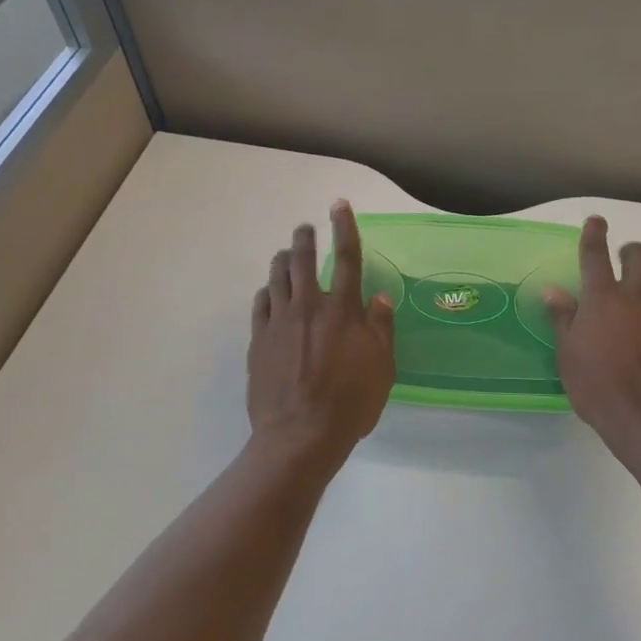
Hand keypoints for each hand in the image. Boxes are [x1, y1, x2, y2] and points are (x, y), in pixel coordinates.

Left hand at [248, 201, 396, 468]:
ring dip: (282, 260)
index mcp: (342, 310)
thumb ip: (380, 328)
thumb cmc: (350, 403)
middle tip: (305, 229)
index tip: (338, 205)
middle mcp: (309, 306)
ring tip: (286, 255)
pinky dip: (266, 292)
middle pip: (303, 259)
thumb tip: (377, 297)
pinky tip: (268, 293)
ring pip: (277, 277)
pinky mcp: (258, 340)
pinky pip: (259, 304)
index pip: (347, 257)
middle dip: (304, 238)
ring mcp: (279, 322)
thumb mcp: (382, 368)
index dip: (344, 227)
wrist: (299, 436)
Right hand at [544, 216, 640, 458]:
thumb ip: (563, 318)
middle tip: (623, 262)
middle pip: (638, 255)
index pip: (594, 254)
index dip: (594, 234)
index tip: (596, 221)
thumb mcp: (568, 355)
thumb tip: (553, 290)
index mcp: (602, 298)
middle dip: (630, 252)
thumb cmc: (598, 388)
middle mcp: (636, 295)